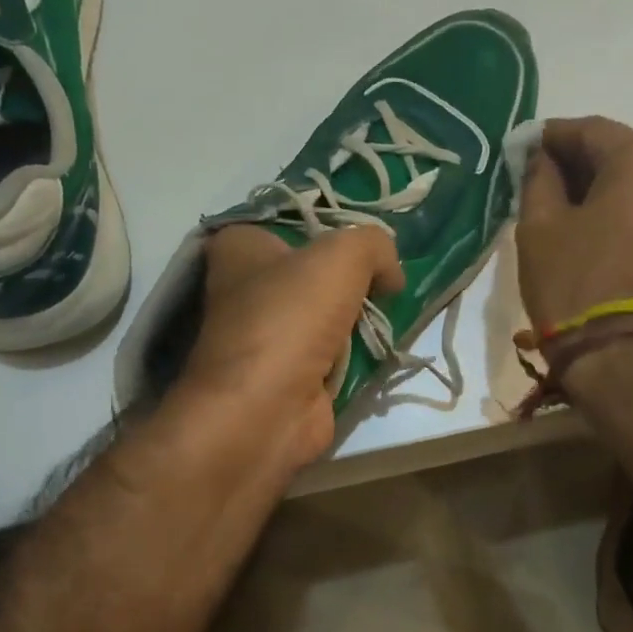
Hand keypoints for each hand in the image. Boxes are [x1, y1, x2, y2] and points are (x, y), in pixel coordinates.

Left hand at [178, 225, 403, 468]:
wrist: (266, 410)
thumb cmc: (291, 318)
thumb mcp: (343, 256)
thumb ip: (375, 244)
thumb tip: (391, 275)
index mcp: (241, 246)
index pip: (294, 221)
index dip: (336, 228)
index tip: (372, 243)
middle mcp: (246, 286)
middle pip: (316, 269)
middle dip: (354, 277)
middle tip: (387, 279)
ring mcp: (267, 333)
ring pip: (328, 311)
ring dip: (359, 316)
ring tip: (389, 312)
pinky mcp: (289, 372)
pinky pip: (333, 349)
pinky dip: (355, 350)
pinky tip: (379, 346)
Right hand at [515, 117, 632, 336]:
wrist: (605, 345)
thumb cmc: (569, 276)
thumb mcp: (539, 219)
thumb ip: (538, 174)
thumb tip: (538, 155)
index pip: (592, 130)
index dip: (553, 134)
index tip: (522, 145)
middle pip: (616, 151)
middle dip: (573, 157)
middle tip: (533, 167)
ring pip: (627, 177)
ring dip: (590, 180)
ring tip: (549, 192)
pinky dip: (608, 200)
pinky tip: (575, 211)